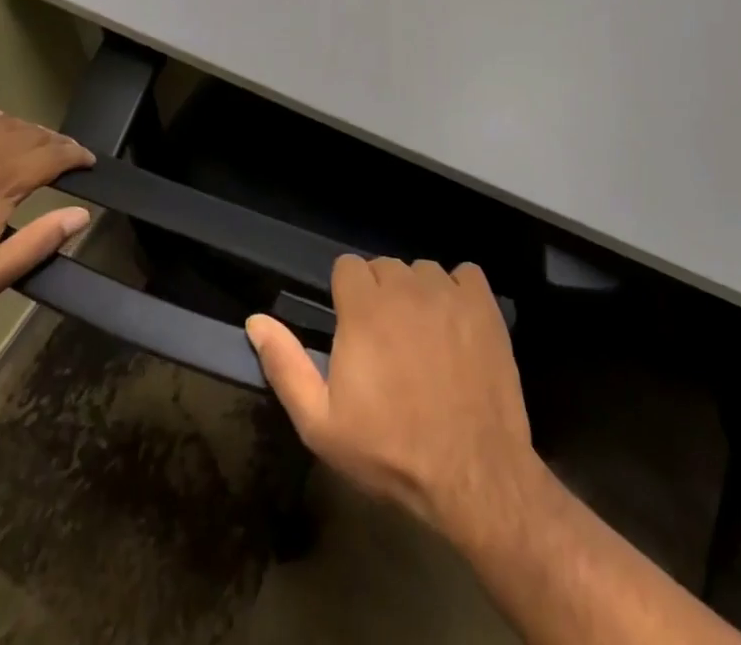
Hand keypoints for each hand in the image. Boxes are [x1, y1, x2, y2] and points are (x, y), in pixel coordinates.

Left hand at [0, 107, 93, 322]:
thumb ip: (38, 243)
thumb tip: (81, 215)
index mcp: (0, 184)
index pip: (51, 156)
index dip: (76, 155)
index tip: (89, 162)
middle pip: (31, 136)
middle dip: (56, 142)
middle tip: (69, 154)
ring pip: (1, 124)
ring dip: (27, 129)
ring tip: (38, 140)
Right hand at [246, 256, 541, 542]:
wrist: (473, 473)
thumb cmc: (391, 450)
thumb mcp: (321, 423)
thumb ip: (285, 366)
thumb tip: (256, 320)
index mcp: (363, 307)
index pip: (348, 267)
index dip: (347, 297)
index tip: (353, 331)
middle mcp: (404, 286)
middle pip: (384, 267)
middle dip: (380, 296)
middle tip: (387, 343)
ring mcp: (448, 292)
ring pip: (422, 271)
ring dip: (418, 295)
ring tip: (424, 340)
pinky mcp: (484, 304)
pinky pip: (464, 274)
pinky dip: (458, 292)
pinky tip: (457, 326)